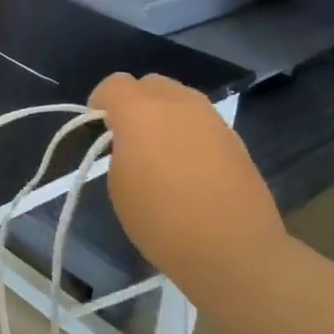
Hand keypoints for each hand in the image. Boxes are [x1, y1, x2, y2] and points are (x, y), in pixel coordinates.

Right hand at [89, 74, 284, 283]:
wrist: (234, 250)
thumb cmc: (162, 220)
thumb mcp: (119, 186)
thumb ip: (120, 151)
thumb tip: (134, 144)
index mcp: (140, 110)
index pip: (114, 84)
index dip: (101, 101)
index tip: (98, 127)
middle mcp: (177, 103)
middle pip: (150, 84)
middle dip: (135, 102)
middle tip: (130, 137)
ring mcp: (211, 118)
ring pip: (179, 100)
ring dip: (164, 115)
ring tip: (162, 152)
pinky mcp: (235, 138)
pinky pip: (201, 122)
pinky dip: (189, 133)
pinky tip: (189, 167)